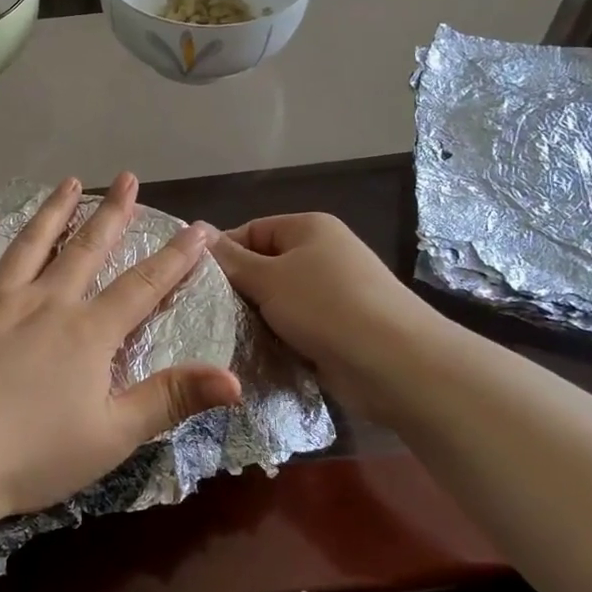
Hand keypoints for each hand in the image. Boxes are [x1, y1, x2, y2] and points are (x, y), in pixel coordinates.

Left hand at [0, 173, 242, 536]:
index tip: (199, 228)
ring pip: (29, 244)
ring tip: (70, 182)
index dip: (176, 257)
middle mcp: (44, 302)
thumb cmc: (30, 457)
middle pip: (86, 249)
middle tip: (128, 179)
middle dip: (113, 213)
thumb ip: (171, 399)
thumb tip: (235, 379)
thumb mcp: (112, 436)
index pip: (143, 286)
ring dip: (53, 211)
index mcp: (86, 333)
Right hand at [210, 214, 444, 418]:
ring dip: (256, 319)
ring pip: (278, 301)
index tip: (194, 284)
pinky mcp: (338, 329)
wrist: (396, 364)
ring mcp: (333, 293)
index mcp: (309, 228)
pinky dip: (278, 339)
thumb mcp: (268, 278)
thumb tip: (196, 229)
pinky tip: (255, 355)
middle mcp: (322, 254)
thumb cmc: (326, 307)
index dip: (222, 254)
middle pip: (264, 266)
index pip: (251, 231)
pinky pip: (296, 327)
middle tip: (205, 315)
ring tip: (225, 337)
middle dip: (238, 291)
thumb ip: (230, 259)